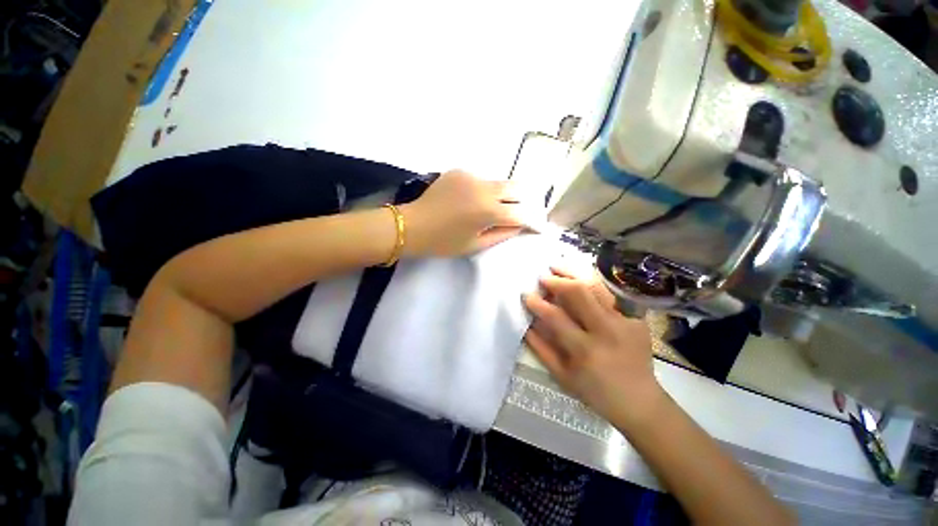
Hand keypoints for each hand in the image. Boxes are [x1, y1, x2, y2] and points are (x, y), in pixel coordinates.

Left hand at [400, 170, 528, 257]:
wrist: (413, 225)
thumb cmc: (444, 242)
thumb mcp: (475, 245)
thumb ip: (502, 234)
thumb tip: (520, 226)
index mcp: (487, 211)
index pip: (521, 214)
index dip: (533, 221)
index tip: (538, 226)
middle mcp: (484, 189)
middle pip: (517, 188)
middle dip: (525, 201)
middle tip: (522, 212)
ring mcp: (471, 176)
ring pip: (499, 183)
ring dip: (504, 196)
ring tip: (495, 208)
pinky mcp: (460, 171)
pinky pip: (481, 180)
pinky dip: (484, 191)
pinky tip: (472, 201)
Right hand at [523, 267, 664, 427]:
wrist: (640, 401)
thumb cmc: (595, 392)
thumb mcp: (562, 376)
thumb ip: (541, 348)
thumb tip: (526, 324)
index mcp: (585, 349)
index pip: (555, 317)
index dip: (538, 303)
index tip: (526, 295)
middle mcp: (607, 331)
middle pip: (579, 293)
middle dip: (557, 281)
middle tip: (544, 277)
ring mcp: (625, 322)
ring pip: (596, 287)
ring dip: (574, 274)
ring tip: (559, 268)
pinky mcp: (636, 319)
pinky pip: (609, 296)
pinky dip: (591, 286)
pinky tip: (580, 283)